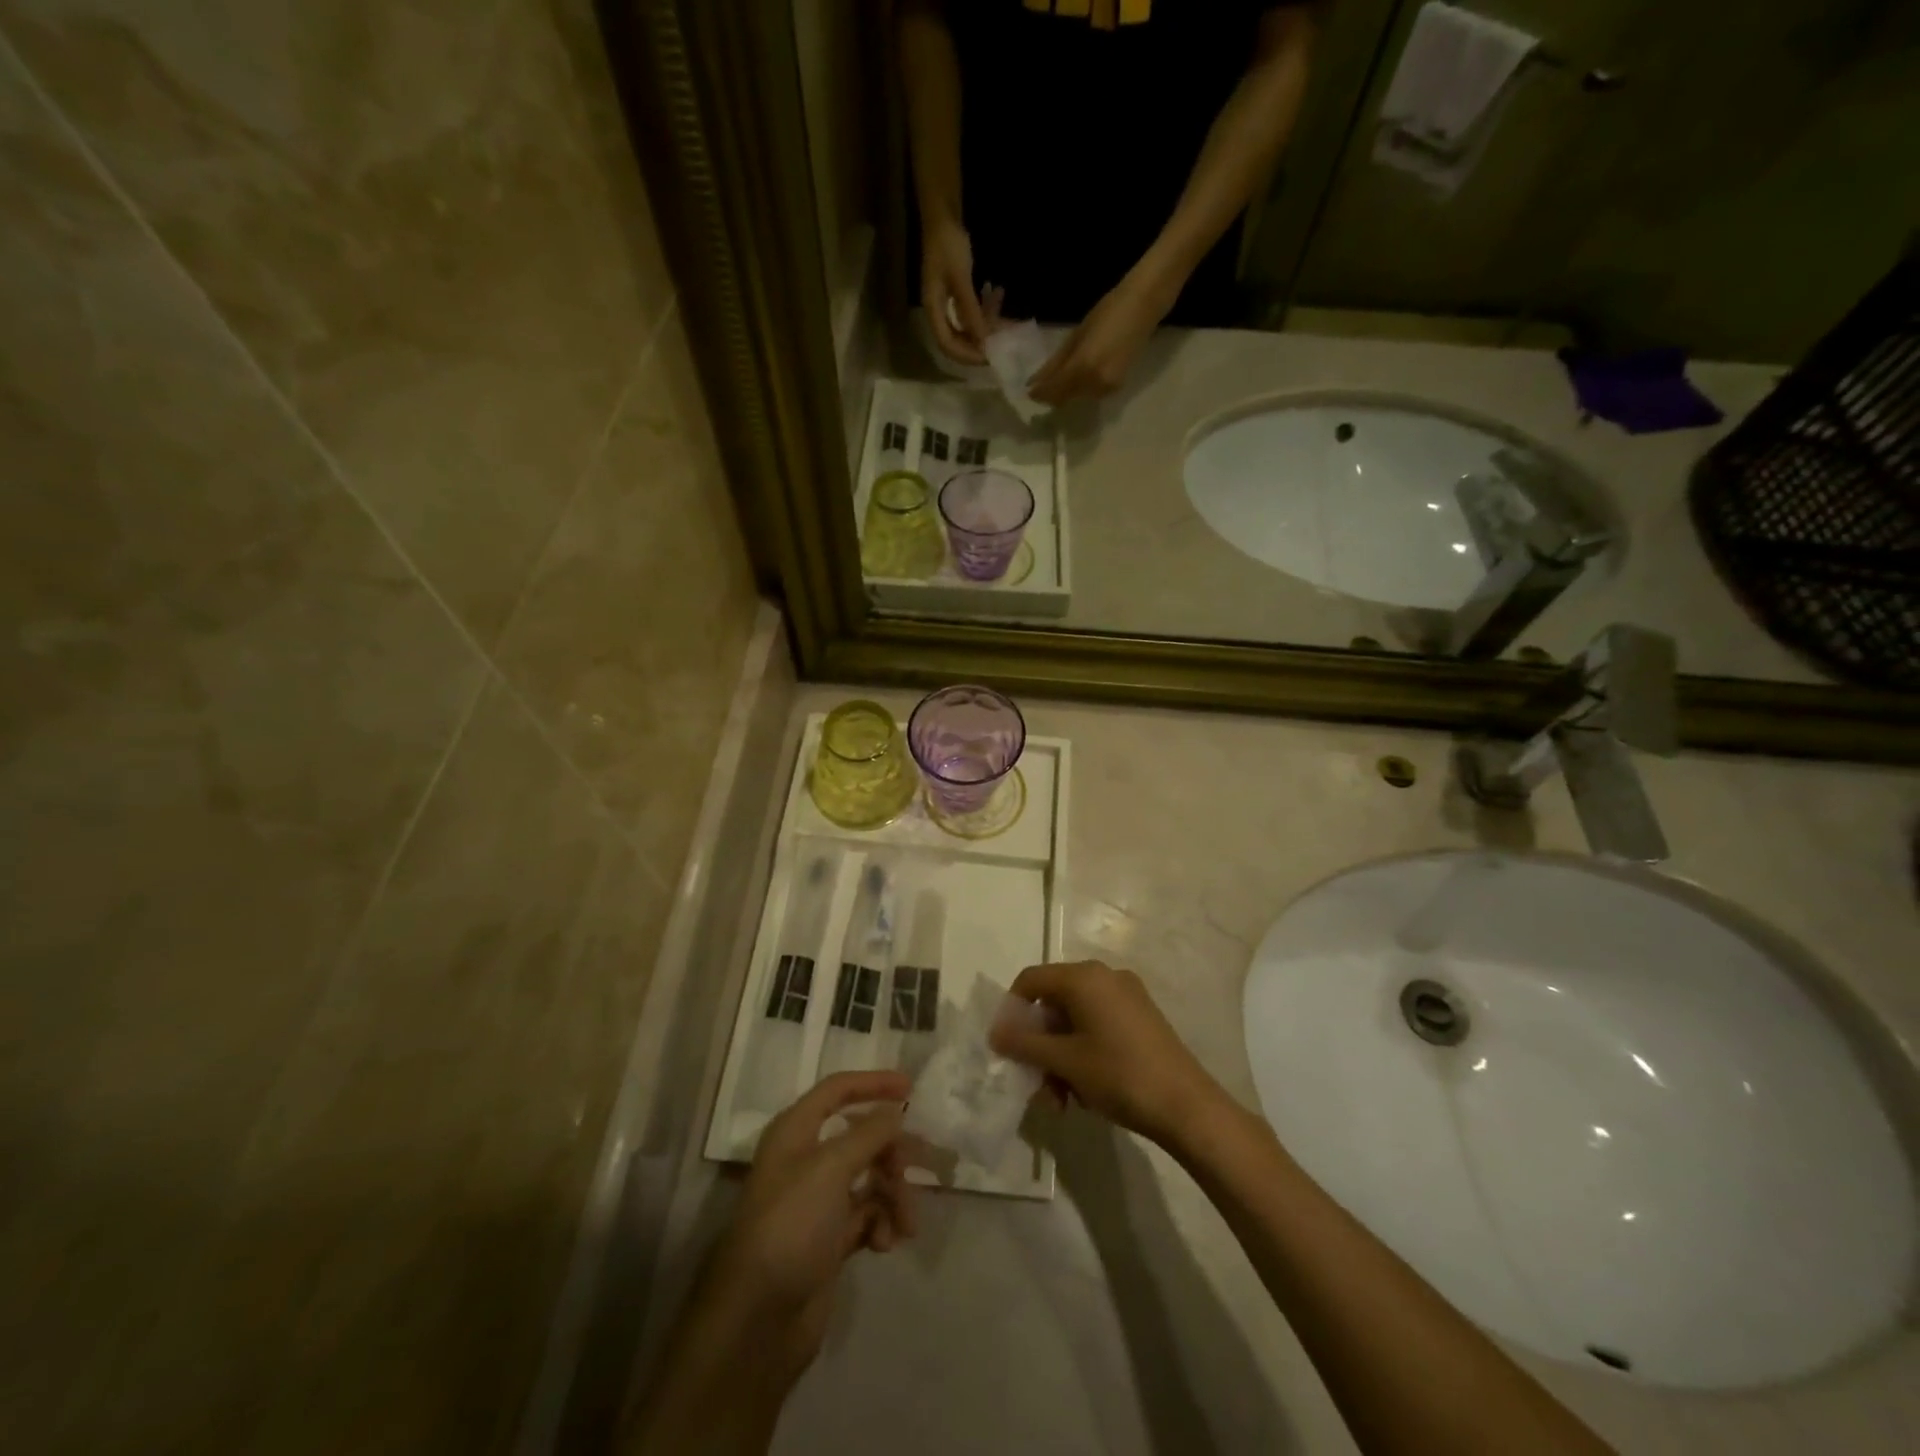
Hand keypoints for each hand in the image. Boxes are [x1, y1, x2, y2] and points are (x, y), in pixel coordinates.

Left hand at [706, 1071, 917, 1377]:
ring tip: (905, 1224)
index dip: (873, 1083)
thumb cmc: (791, 1225)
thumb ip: (869, 1134)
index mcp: (796, 1131)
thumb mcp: (831, 1168)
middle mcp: (806, 1159)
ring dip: (894, 1195)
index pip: (838, 1089)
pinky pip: (867, 1215)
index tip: (911, 1089)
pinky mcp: (829, 1239)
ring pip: (870, 1178)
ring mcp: (818, 1201)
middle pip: (862, 1137)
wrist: (758, 1320)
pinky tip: (884, 1244)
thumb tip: (895, 1110)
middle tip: (918, 1169)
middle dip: (893, 1153)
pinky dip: (881, 1223)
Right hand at [921, 220, 990, 364]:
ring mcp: (947, 303)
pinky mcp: (956, 295)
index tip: (988, 356)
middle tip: (1000, 345)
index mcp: (933, 310)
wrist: (943, 216)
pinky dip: (985, 311)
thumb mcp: (960, 278)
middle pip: (957, 341)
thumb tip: (982, 340)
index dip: (966, 355)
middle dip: (979, 345)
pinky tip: (998, 297)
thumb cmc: (948, 245)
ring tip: (1005, 322)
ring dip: (985, 327)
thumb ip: (970, 311)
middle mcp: (938, 312)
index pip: (947, 345)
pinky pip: (972, 312)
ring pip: (967, 327)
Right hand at [991, 960, 1223, 1146]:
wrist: (1187, 1106)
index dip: (1011, 1011)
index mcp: (1084, 977)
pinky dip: (1083, 1053)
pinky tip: (1085, 1092)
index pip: (1031, 980)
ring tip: (1061, 1101)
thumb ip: (1025, 1044)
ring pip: (1076, 1020)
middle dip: (1039, 1045)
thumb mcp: (1065, 1061)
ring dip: (1060, 1057)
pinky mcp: (1141, 1017)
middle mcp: (1105, 977)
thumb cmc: (1119, 1075)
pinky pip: (1098, 1026)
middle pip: (1054, 1002)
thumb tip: (995, 1033)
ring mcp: (1127, 996)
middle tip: (1036, 1084)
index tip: (1006, 1047)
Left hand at [1027, 271, 1173, 406]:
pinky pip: (1091, 393)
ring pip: (1077, 398)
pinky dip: (1081, 387)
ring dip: (1066, 391)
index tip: (1028, 391)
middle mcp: (1094, 385)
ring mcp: (1107, 389)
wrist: (1144, 304)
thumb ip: (1056, 362)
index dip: (1039, 394)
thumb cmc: (1108, 311)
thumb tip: (1035, 381)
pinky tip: (1080, 373)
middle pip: (1064, 399)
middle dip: (1052, 394)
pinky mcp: (1117, 387)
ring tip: (1060, 375)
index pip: (1053, 392)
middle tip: (1041, 384)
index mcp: (1082, 368)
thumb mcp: (1077, 336)